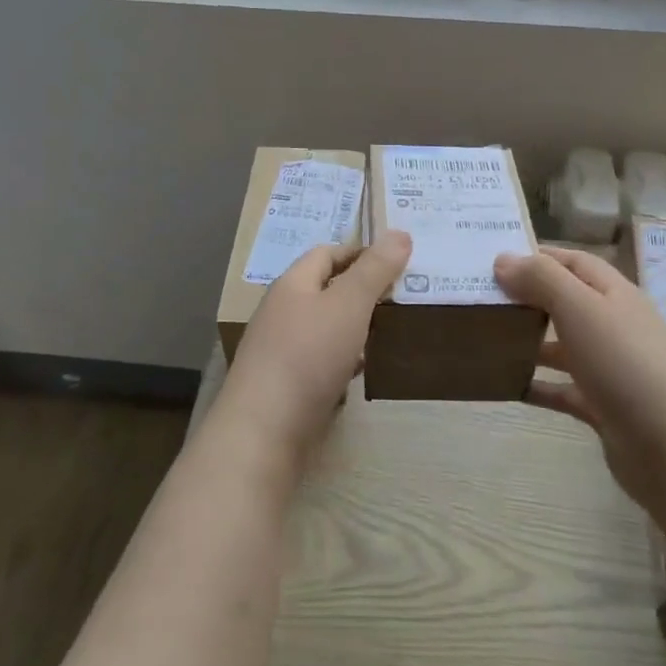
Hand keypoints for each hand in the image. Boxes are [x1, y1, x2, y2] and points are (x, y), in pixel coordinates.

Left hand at [222, 231, 411, 459]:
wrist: (263, 432)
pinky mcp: (286, 385)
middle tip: (402, 296)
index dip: (361, 252)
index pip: (327, 253)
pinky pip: (321, 361)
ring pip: (326, 328)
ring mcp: (281, 350)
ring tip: (390, 332)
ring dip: (355, 328)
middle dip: (362, 291)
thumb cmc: (307, 356)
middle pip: (326, 290)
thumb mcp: (349, 305)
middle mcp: (282, 312)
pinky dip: (344, 360)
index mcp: (292, 284)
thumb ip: (375, 270)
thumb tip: (400, 233)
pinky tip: (362, 371)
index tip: (397, 262)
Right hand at [493, 247, 665, 507]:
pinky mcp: (603, 407)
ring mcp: (610, 368)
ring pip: (562, 346)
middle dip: (527, 298)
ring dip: (529, 341)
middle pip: (565, 302)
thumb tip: (503, 260)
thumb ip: (541, 279)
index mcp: (614, 294)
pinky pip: (562, 389)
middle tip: (481, 298)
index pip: (572, 262)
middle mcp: (613, 325)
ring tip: (486, 339)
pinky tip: (507, 386)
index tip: (493, 260)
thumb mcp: (580, 308)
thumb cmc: (625, 363)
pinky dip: (537, 386)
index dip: (536, 256)